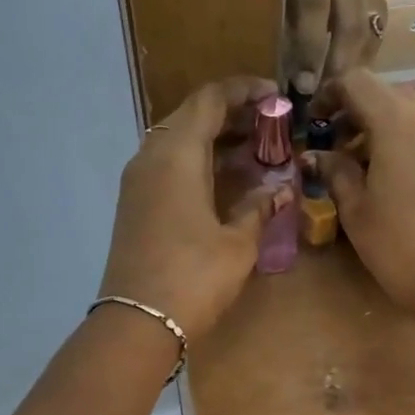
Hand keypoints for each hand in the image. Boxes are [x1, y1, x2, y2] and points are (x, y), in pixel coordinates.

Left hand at [99, 78, 289, 340]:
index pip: (210, 99)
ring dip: (215, 140)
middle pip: (192, 116)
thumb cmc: (194, 277)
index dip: (245, 91)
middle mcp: (151, 156)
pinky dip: (198, 163)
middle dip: (233, 116)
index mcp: (177, 154)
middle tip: (271, 128)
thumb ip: (259, 208)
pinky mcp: (135, 204)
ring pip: (178, 142)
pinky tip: (225, 182)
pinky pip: (168, 166)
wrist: (138, 322)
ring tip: (255, 153)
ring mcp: (138, 181)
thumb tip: (280, 190)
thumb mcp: (238, 243)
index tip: (277, 97)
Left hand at [285, 0, 386, 91]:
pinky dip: (366, 54)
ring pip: (369, 28)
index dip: (310, 47)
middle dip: (338, 63)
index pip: (314, 4)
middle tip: (327, 94)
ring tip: (340, 89)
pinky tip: (354, 73)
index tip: (304, 85)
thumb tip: (283, 82)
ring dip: (355, 63)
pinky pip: (378, 28)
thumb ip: (278, 30)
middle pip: (350, 21)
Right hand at [308, 72, 414, 315]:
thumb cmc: (399, 246)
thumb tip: (318, 156)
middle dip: (361, 114)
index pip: (356, 82)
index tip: (318, 121)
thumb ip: (335, 172)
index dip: (331, 95)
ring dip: (391, 128)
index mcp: (396, 120)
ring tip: (377, 165)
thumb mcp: (356, 211)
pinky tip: (410, 179)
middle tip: (343, 149)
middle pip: (388, 95)